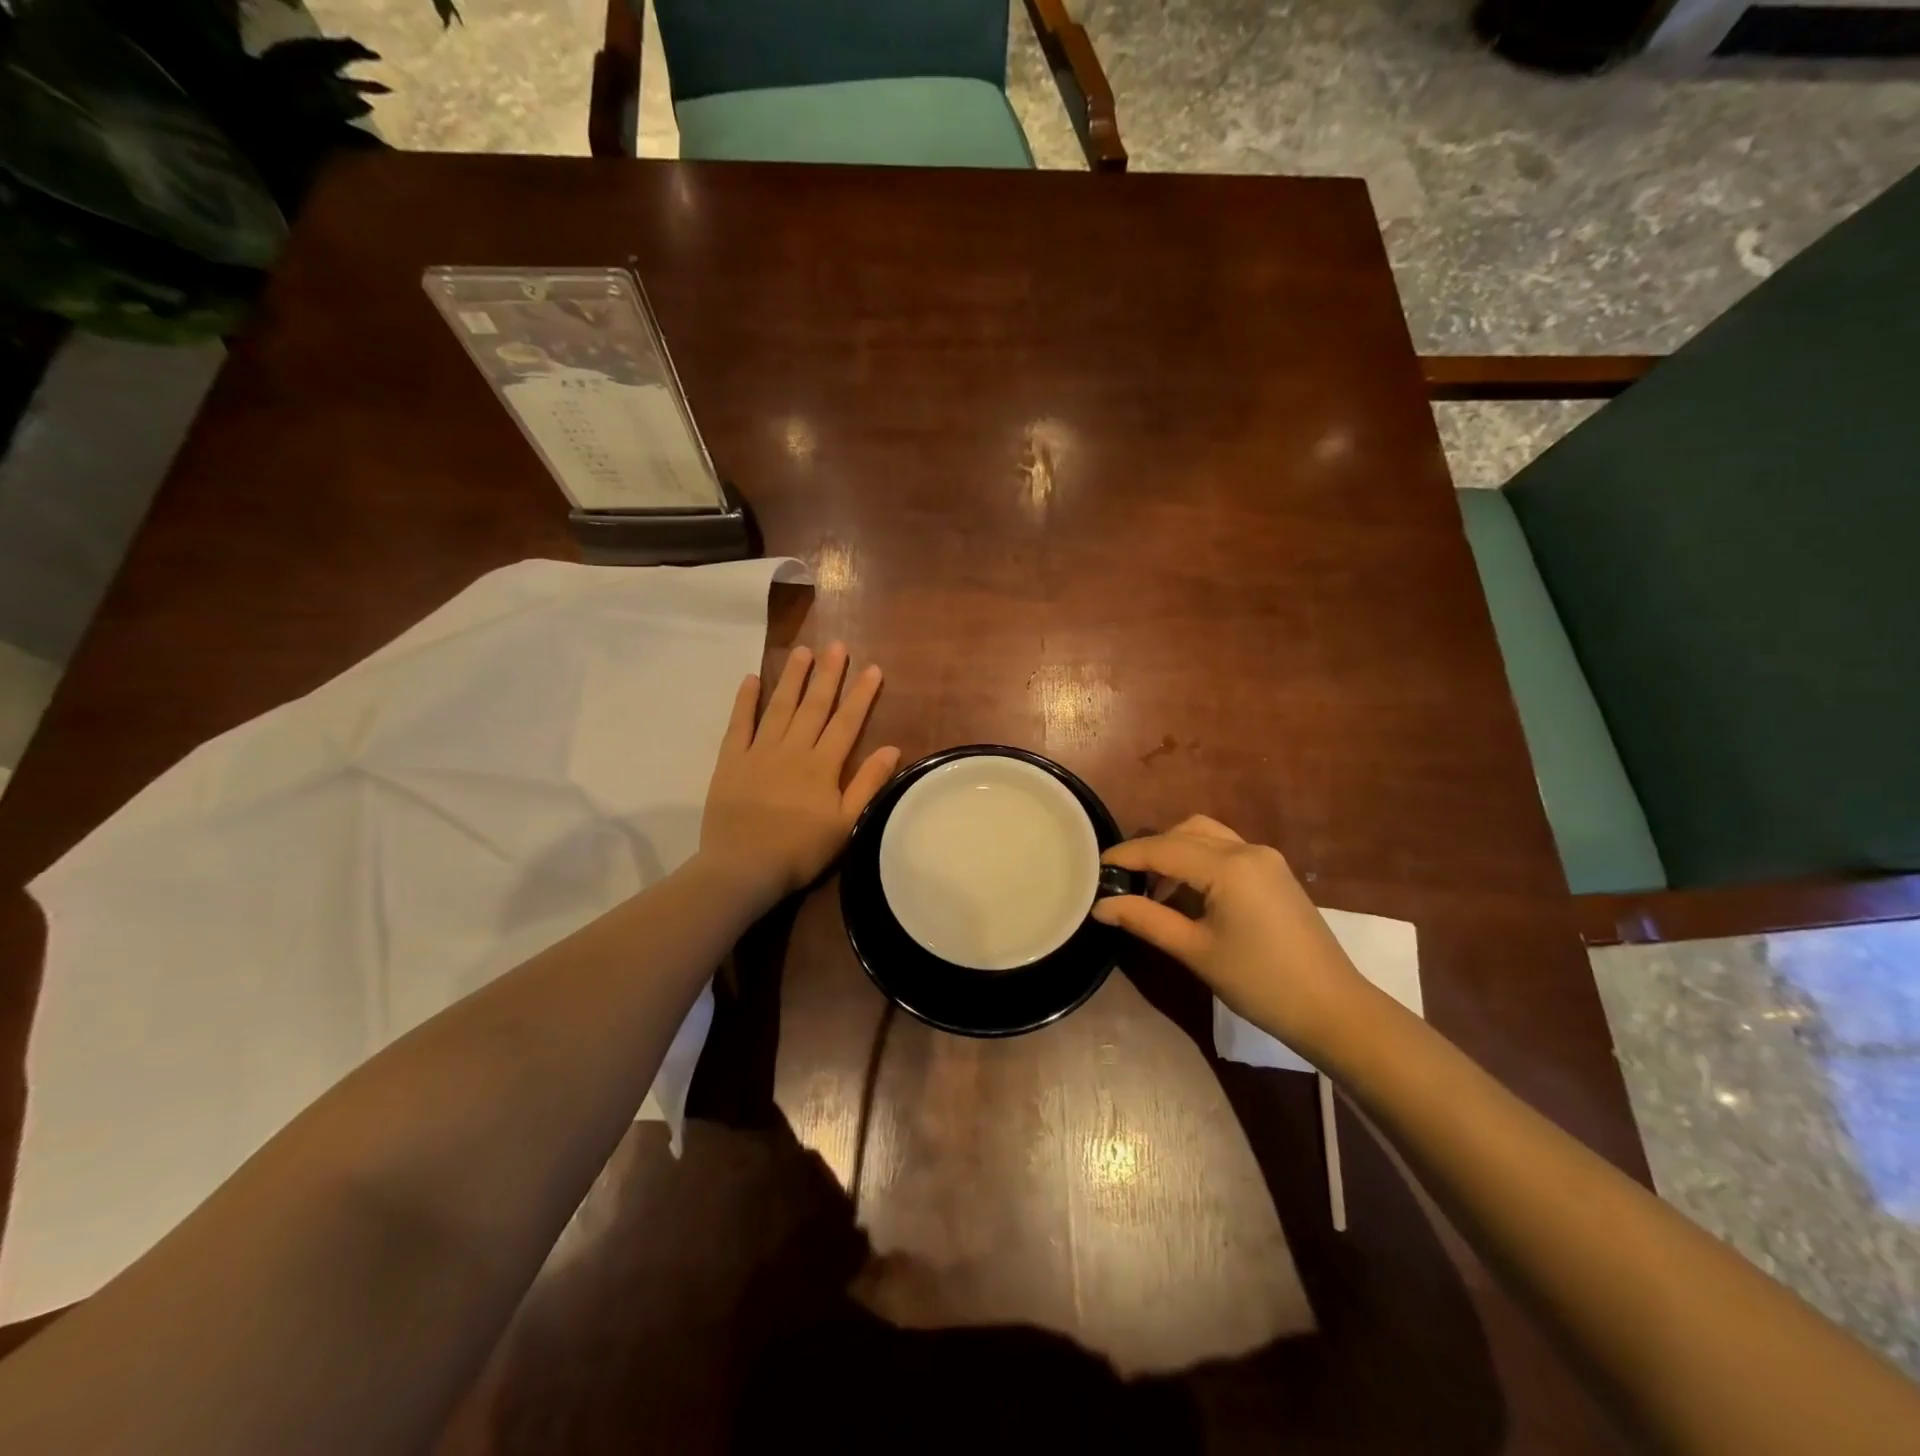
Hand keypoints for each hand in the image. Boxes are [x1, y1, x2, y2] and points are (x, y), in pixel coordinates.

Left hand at [699, 643, 899, 914]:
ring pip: (779, 707)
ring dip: (792, 678)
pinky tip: (751, 678)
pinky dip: (745, 700)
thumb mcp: (846, 823)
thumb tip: (893, 748)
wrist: (743, 868)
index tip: (873, 669)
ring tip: (802, 652)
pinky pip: (738, 724)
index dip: (861, 695)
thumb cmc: (801, 851)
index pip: (847, 722)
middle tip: (837, 646)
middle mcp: (792, 749)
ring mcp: (759, 752)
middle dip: (828, 675)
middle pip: (814, 706)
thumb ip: (868, 784)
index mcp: (822, 766)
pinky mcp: (730, 761)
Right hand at [1091, 815, 1371, 1061]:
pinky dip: (1198, 861)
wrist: (1333, 1009)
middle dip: (1149, 851)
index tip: (1094, 868)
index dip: (1125, 856)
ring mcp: (1265, 859)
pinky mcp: (1274, 874)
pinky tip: (1187, 895)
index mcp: (1228, 865)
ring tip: (1153, 890)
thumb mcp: (1195, 951)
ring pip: (1206, 836)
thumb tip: (1101, 905)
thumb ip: (1145, 920)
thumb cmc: (1259, 982)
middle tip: (1123, 882)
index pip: (1163, 848)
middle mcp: (1247, 850)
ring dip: (1175, 853)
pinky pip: (1225, 851)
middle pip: (1184, 832)